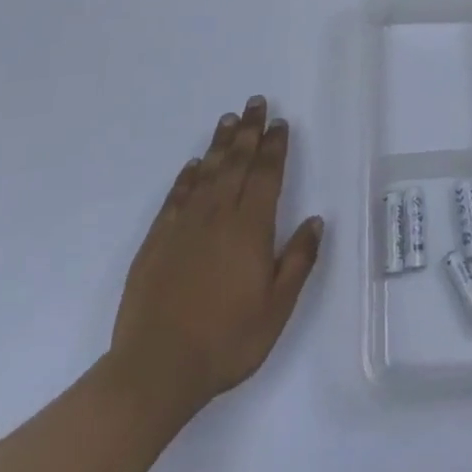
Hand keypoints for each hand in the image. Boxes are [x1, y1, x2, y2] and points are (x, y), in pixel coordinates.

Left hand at [105, 97, 324, 418]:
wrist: (156, 369)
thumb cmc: (226, 340)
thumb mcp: (277, 308)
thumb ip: (298, 260)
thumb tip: (316, 220)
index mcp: (251, 228)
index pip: (267, 175)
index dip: (275, 147)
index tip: (280, 123)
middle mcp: (219, 216)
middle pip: (237, 163)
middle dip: (250, 131)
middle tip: (256, 103)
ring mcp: (184, 226)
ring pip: (207, 172)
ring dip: (220, 144)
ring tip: (229, 120)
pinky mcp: (157, 241)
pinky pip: (176, 196)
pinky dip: (186, 176)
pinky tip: (192, 165)